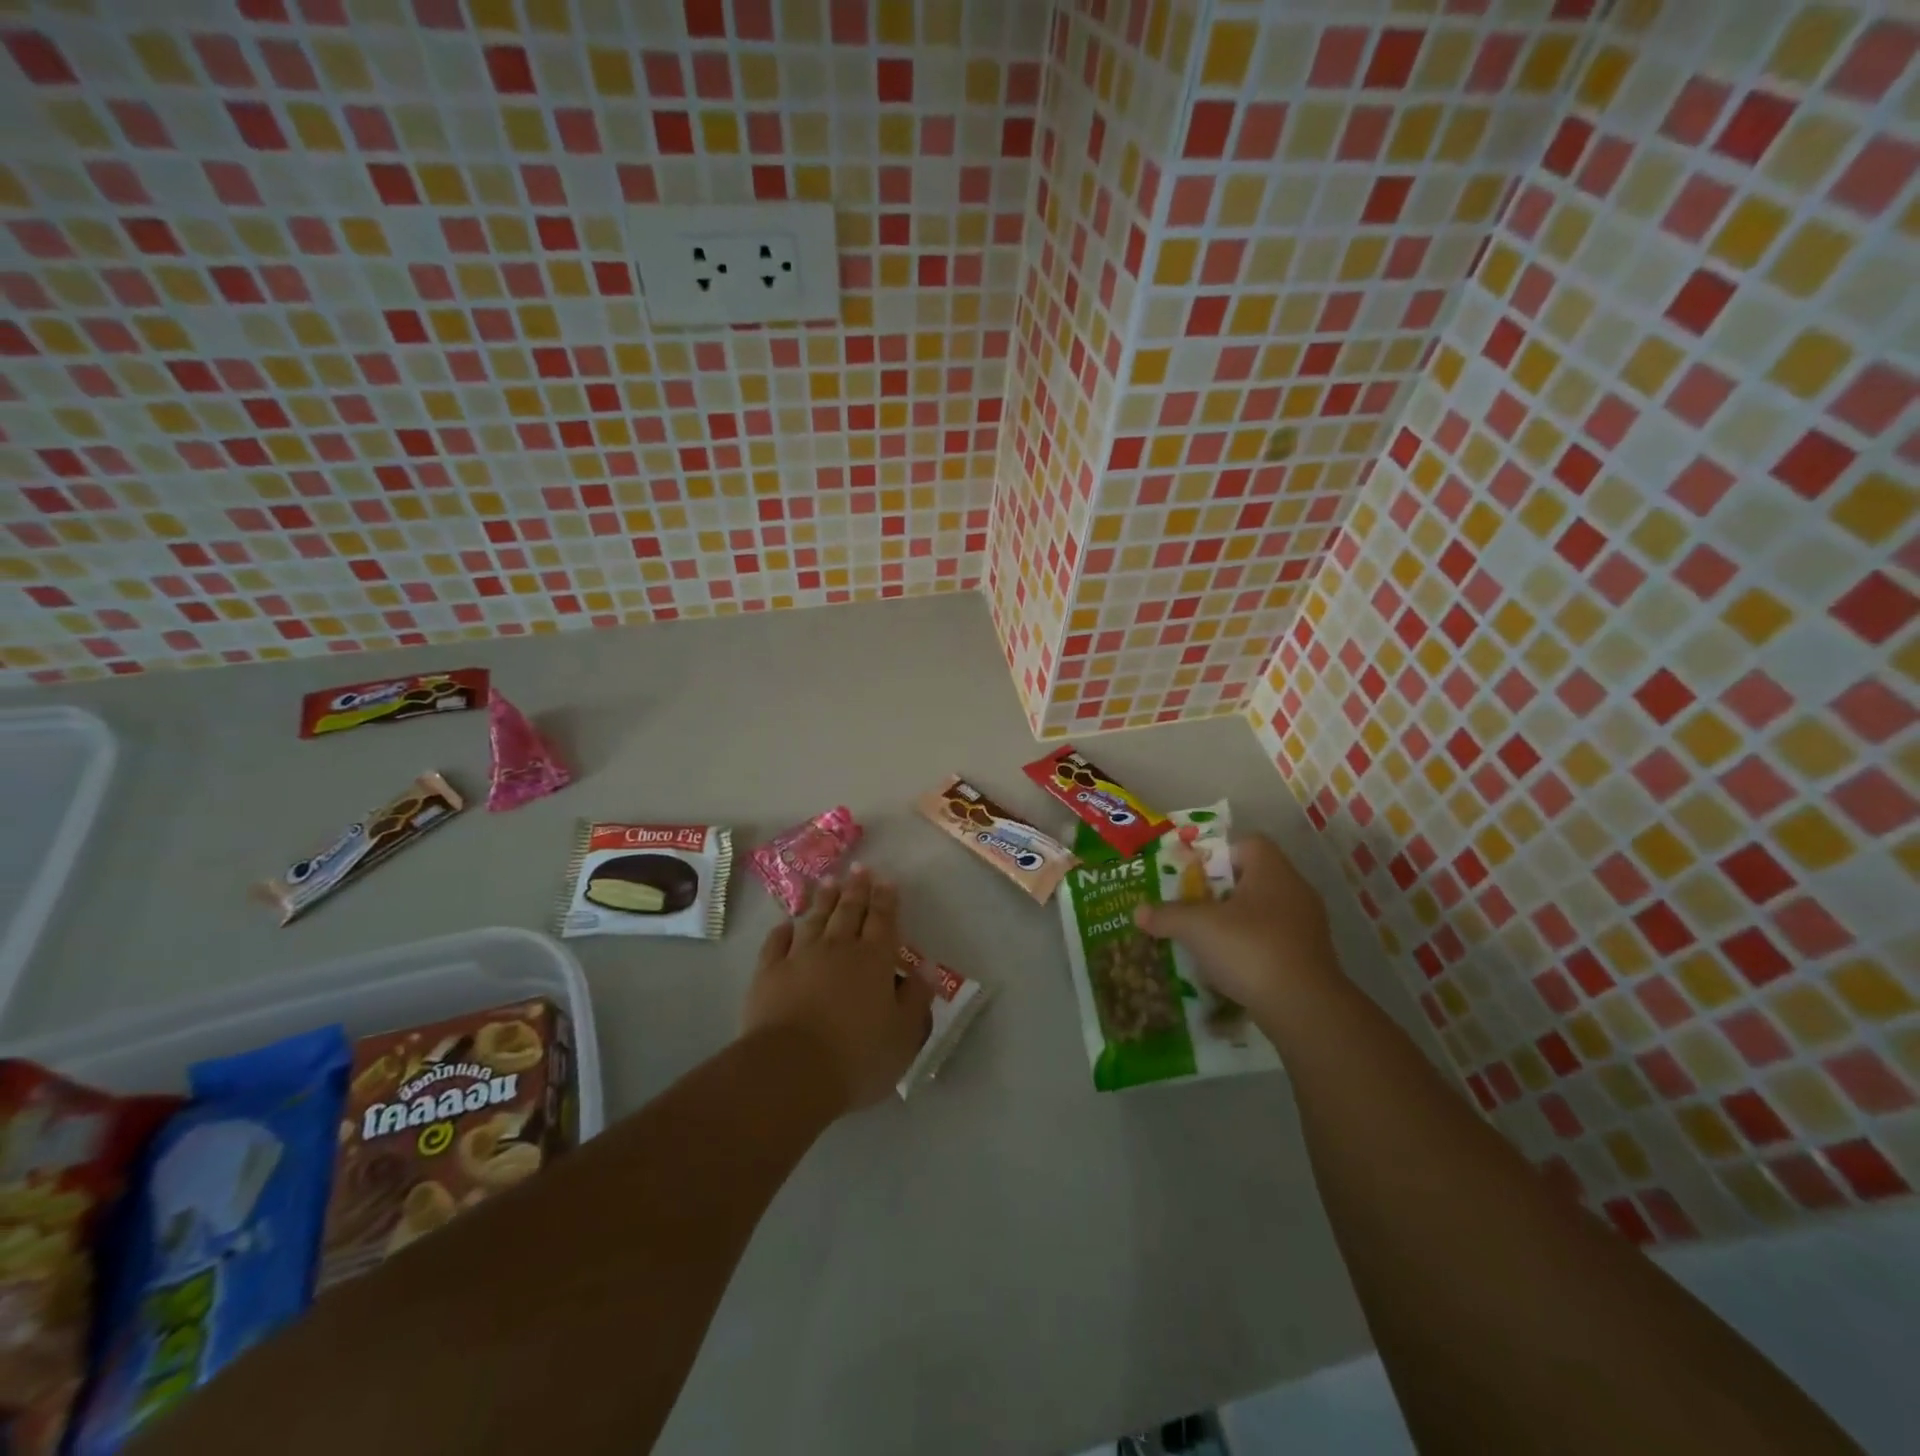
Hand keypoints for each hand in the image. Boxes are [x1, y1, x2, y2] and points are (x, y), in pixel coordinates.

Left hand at [742, 866, 934, 1112]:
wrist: (791, 1070)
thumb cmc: (857, 1056)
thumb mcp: (903, 1035)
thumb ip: (916, 998)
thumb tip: (926, 967)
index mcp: (874, 960)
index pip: (883, 920)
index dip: (886, 899)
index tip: (886, 880)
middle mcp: (838, 949)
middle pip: (849, 912)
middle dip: (856, 889)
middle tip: (860, 869)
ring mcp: (800, 957)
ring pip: (815, 920)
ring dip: (823, 900)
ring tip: (829, 881)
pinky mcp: (768, 974)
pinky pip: (776, 944)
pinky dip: (782, 931)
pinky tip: (786, 924)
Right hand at [1133, 835, 1339, 1025]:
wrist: (1305, 1009)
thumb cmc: (1250, 949)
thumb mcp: (1197, 928)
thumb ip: (1167, 915)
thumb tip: (1138, 912)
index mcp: (1273, 870)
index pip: (1248, 844)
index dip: (1218, 854)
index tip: (1193, 875)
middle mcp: (1295, 890)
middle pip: (1253, 879)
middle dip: (1220, 892)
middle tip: (1192, 907)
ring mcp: (1308, 926)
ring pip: (1263, 912)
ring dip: (1235, 923)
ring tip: (1206, 940)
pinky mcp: (1311, 958)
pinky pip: (1274, 942)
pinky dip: (1251, 949)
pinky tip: (1229, 967)